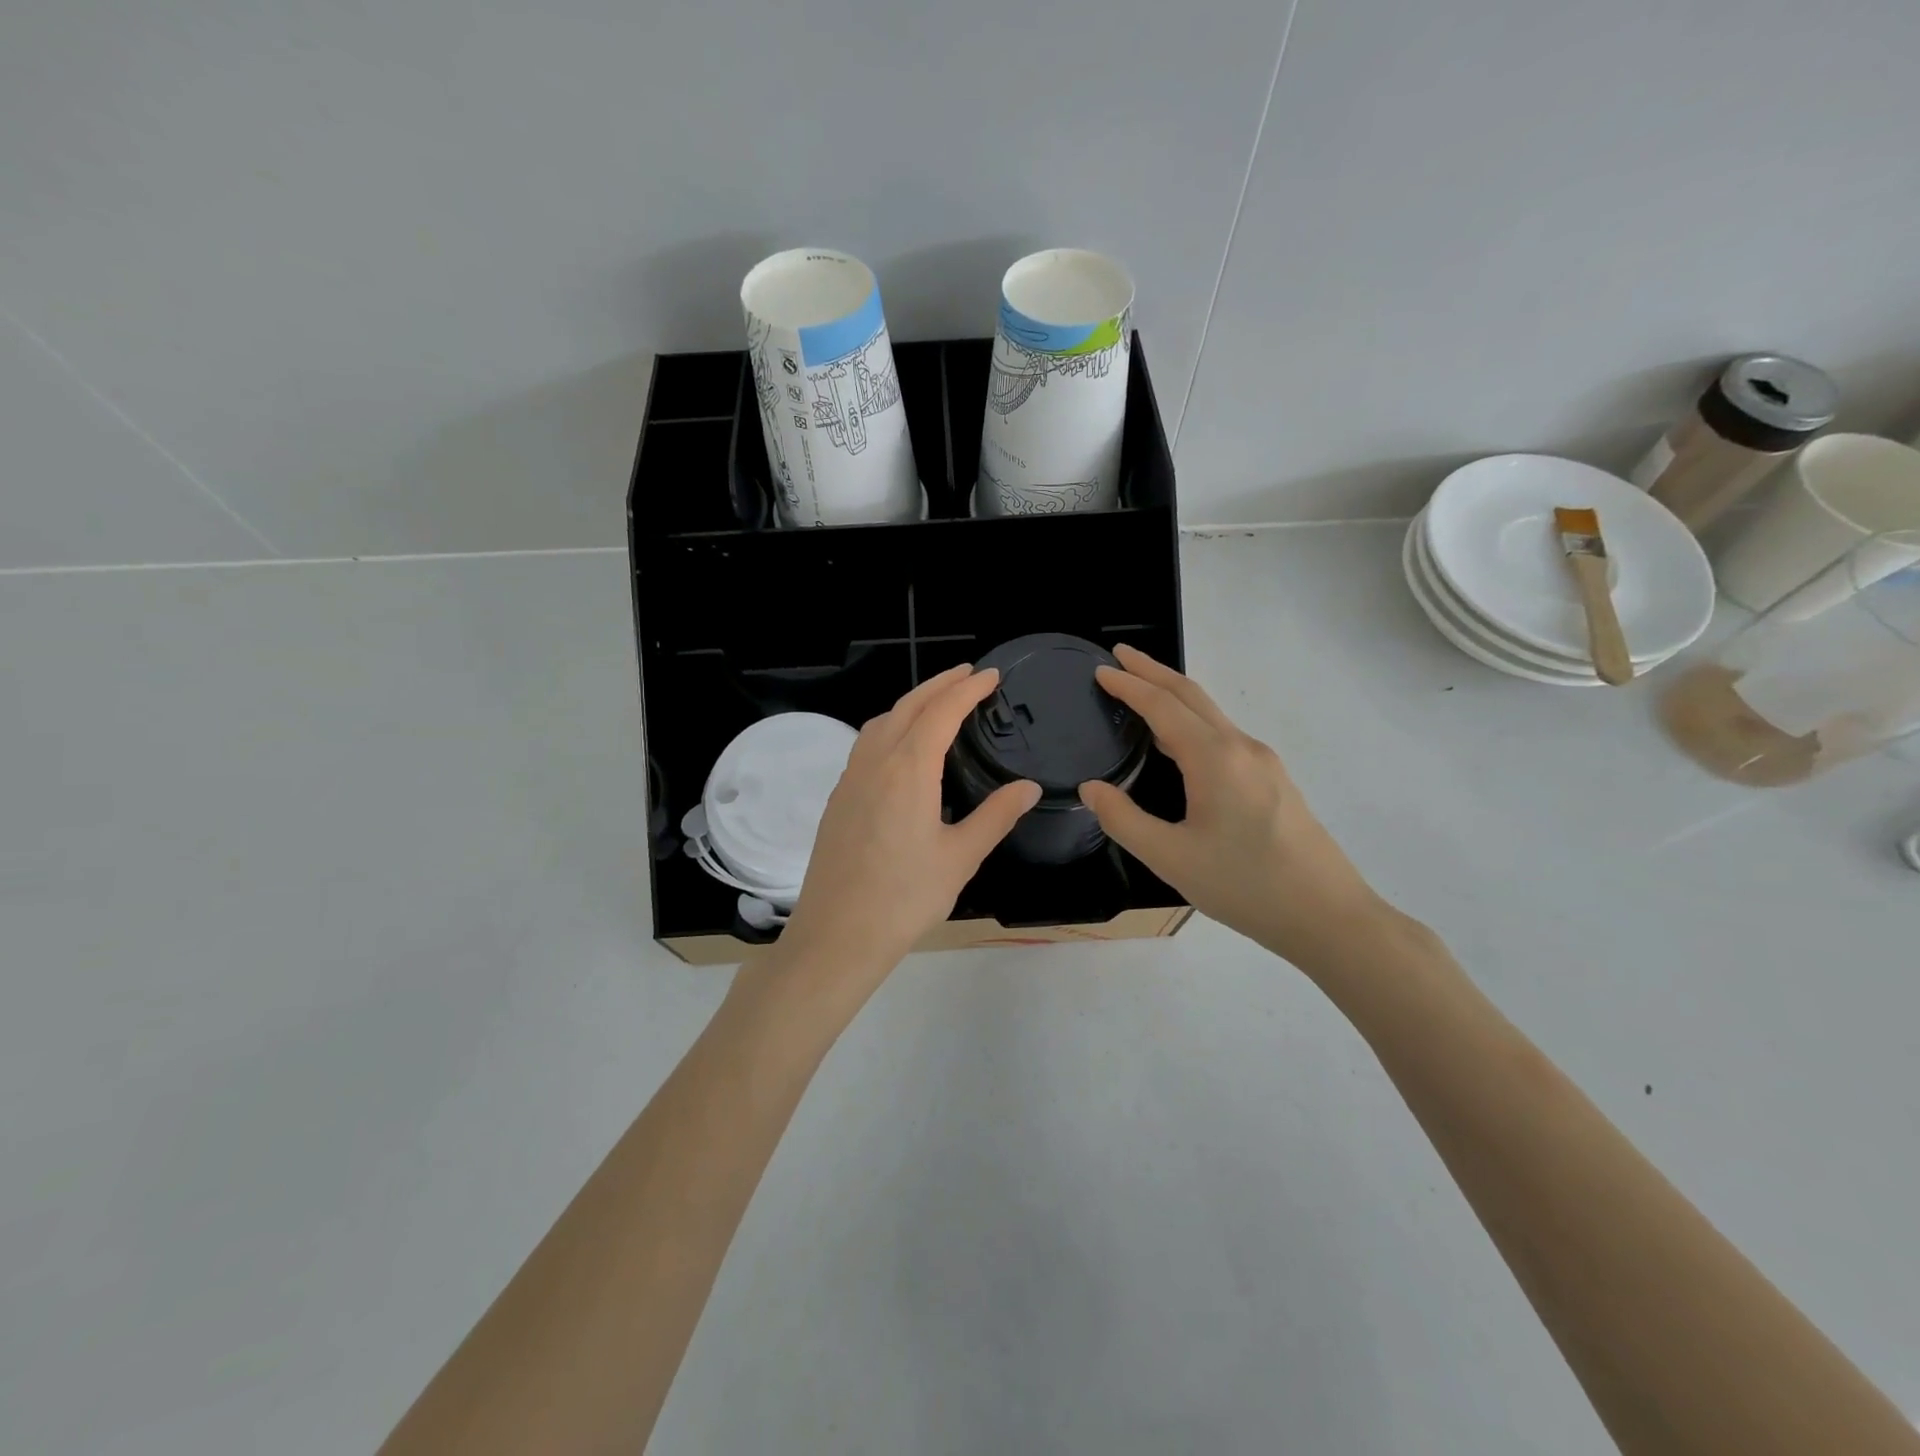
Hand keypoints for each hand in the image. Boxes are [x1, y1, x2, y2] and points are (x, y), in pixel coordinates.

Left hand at [778, 665, 1040, 995]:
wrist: (837, 934)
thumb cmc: (905, 898)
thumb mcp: (960, 857)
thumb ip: (995, 816)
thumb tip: (1028, 787)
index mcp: (908, 770)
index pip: (941, 713)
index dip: (967, 689)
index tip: (990, 676)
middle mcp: (875, 763)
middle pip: (907, 707)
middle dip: (939, 685)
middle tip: (967, 675)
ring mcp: (850, 779)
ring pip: (881, 722)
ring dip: (911, 703)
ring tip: (937, 703)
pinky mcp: (838, 798)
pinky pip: (866, 744)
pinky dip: (890, 726)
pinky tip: (901, 747)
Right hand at [1078, 646, 1384, 966]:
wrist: (1327, 915)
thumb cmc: (1245, 886)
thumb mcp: (1171, 858)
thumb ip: (1124, 820)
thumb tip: (1092, 789)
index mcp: (1214, 758)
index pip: (1163, 706)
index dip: (1129, 685)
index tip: (1101, 669)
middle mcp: (1241, 748)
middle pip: (1191, 696)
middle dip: (1153, 672)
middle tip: (1120, 656)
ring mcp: (1263, 762)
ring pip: (1210, 715)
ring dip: (1174, 696)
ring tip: (1141, 691)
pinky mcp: (1273, 780)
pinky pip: (1223, 735)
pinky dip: (1192, 721)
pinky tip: (1179, 742)